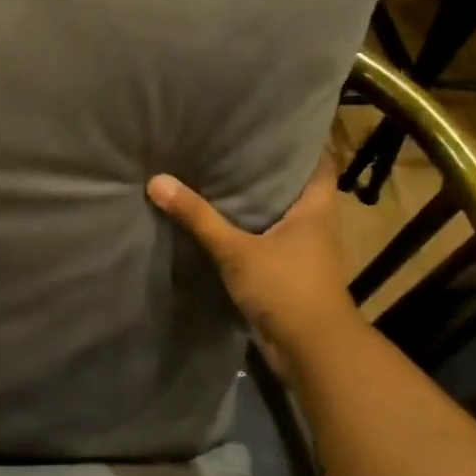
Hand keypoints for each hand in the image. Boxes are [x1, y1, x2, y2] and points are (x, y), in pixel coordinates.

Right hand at [147, 157, 359, 357]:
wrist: (311, 349)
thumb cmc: (286, 288)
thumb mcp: (236, 250)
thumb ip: (198, 218)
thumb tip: (157, 181)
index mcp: (316, 208)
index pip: (318, 161)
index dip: (298, 142)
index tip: (268, 126)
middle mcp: (316, 224)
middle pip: (294, 187)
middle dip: (265, 171)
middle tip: (228, 146)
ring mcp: (304, 251)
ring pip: (278, 216)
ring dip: (254, 203)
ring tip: (217, 178)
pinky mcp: (288, 274)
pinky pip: (266, 241)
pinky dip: (247, 231)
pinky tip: (219, 224)